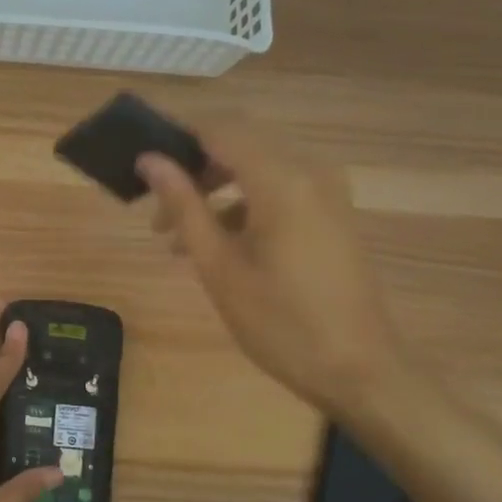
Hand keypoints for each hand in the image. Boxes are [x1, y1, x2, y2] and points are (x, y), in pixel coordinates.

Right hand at [137, 117, 406, 415]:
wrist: (359, 370)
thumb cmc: (280, 322)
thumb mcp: (219, 266)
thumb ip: (184, 206)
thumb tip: (150, 161)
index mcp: (281, 180)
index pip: (220, 130)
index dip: (177, 137)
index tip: (141, 161)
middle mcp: (309, 171)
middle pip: (239, 144)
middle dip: (194, 168)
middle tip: (156, 207)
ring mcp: (327, 191)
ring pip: (257, 167)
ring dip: (215, 189)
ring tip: (176, 235)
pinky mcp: (332, 212)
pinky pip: (279, 188)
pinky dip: (244, 203)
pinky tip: (218, 244)